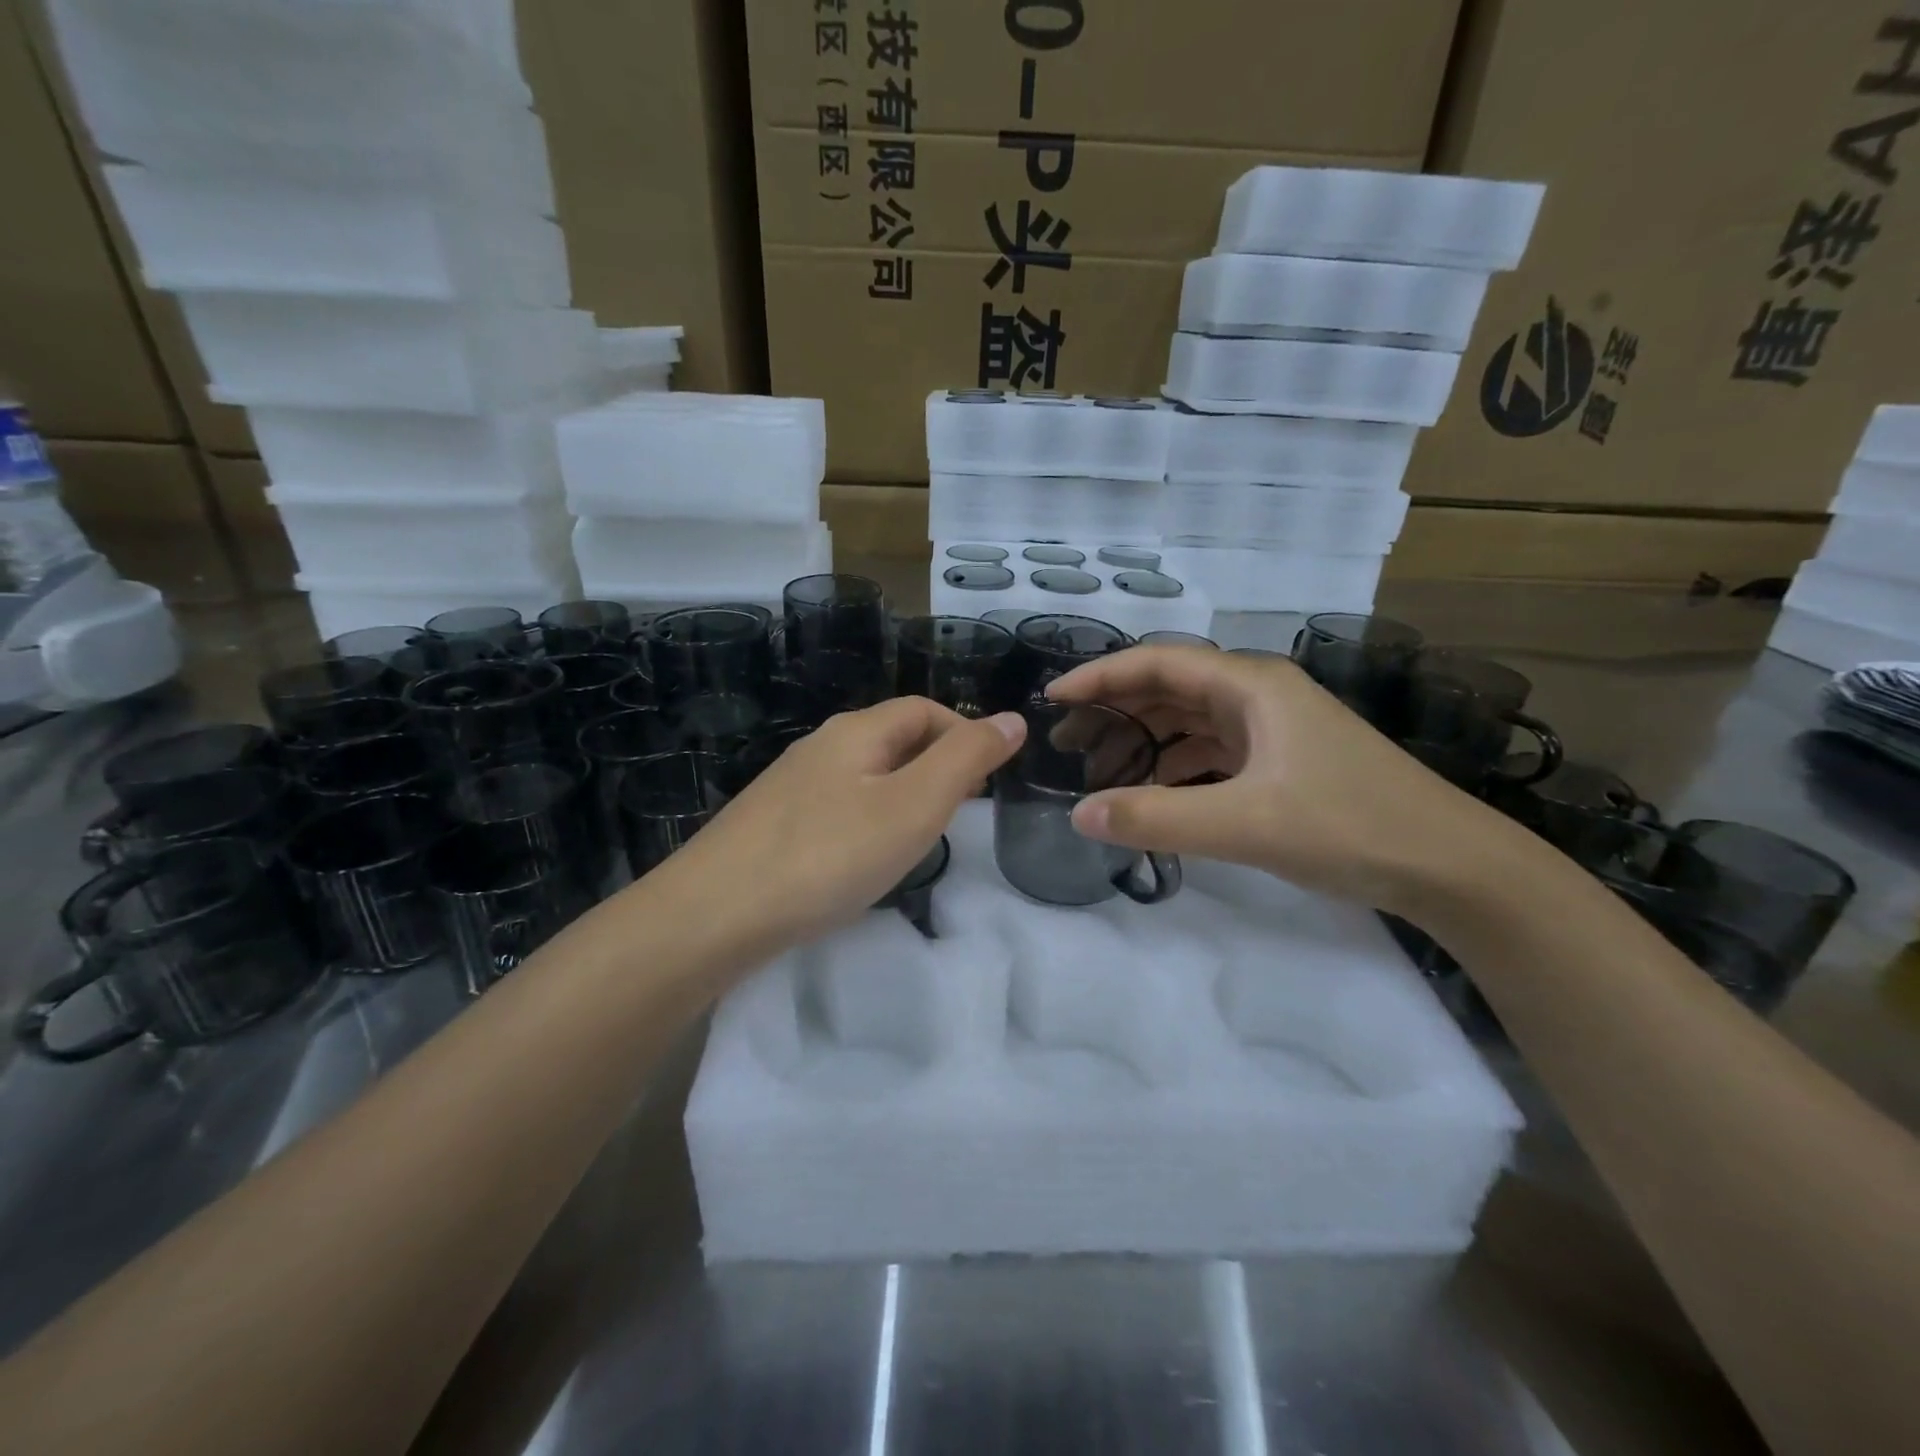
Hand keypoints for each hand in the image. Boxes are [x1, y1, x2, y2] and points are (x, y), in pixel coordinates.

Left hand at [655, 697, 1024, 948]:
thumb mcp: (914, 805)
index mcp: (856, 731)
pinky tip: (865, 856)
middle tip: (963, 809)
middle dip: (937, 762)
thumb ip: (966, 759)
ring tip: (923, 834)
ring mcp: (791, 785)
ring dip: (904, 791)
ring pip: (865, 773)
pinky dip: (870, 817)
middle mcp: (821, 746)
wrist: (715, 913)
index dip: (964, 731)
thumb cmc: (829, 854)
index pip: (923, 709)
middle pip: (893, 737)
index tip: (991, 778)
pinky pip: (838, 805)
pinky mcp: (773, 823)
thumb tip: (1012, 719)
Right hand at [1046, 646, 1516, 913]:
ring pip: (1189, 721)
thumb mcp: (1246, 825)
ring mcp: (1273, 728)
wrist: (1452, 866)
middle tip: (1066, 744)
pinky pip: (1211, 751)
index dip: (1100, 676)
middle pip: (1169, 688)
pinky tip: (1156, 795)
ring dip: (1143, 741)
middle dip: (1115, 711)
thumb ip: (1157, 818)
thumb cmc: (1350, 827)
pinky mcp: (1282, 760)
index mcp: (1251, 685)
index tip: (1052, 700)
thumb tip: (1078, 813)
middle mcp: (1259, 694)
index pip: (1157, 662)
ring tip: (1101, 773)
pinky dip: (1175, 767)